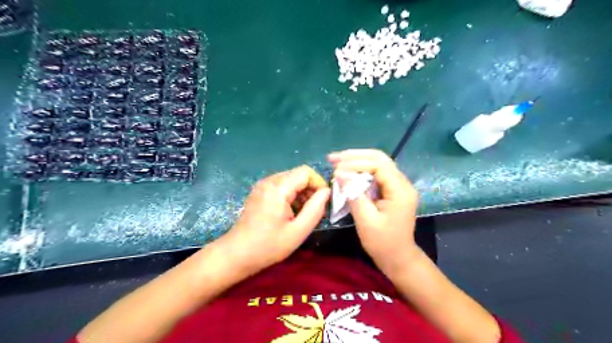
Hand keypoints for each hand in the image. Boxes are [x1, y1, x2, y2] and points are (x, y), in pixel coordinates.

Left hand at [221, 165, 329, 274]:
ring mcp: (262, 185)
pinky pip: (281, 186)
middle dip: (310, 189)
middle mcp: (269, 181)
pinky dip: (291, 195)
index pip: (306, 172)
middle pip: (298, 174)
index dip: (319, 184)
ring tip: (302, 213)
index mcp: (278, 188)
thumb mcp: (298, 231)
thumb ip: (315, 209)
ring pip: (290, 179)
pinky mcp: (259, 192)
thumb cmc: (268, 246)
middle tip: (313, 210)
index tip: (322, 202)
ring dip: (301, 193)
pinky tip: (290, 212)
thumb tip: (326, 192)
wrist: (236, 254)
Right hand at [331, 149, 420, 271]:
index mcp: (400, 190)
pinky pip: (376, 173)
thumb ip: (353, 194)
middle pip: (380, 158)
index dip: (356, 163)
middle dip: (355, 156)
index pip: (378, 166)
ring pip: (378, 163)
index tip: (336, 168)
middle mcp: (402, 183)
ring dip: (357, 160)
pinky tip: (348, 171)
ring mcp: (398, 186)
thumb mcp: (365, 220)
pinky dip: (361, 170)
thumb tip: (339, 173)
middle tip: (333, 158)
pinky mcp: (392, 190)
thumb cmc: (382, 243)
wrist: (398, 258)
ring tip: (337, 161)